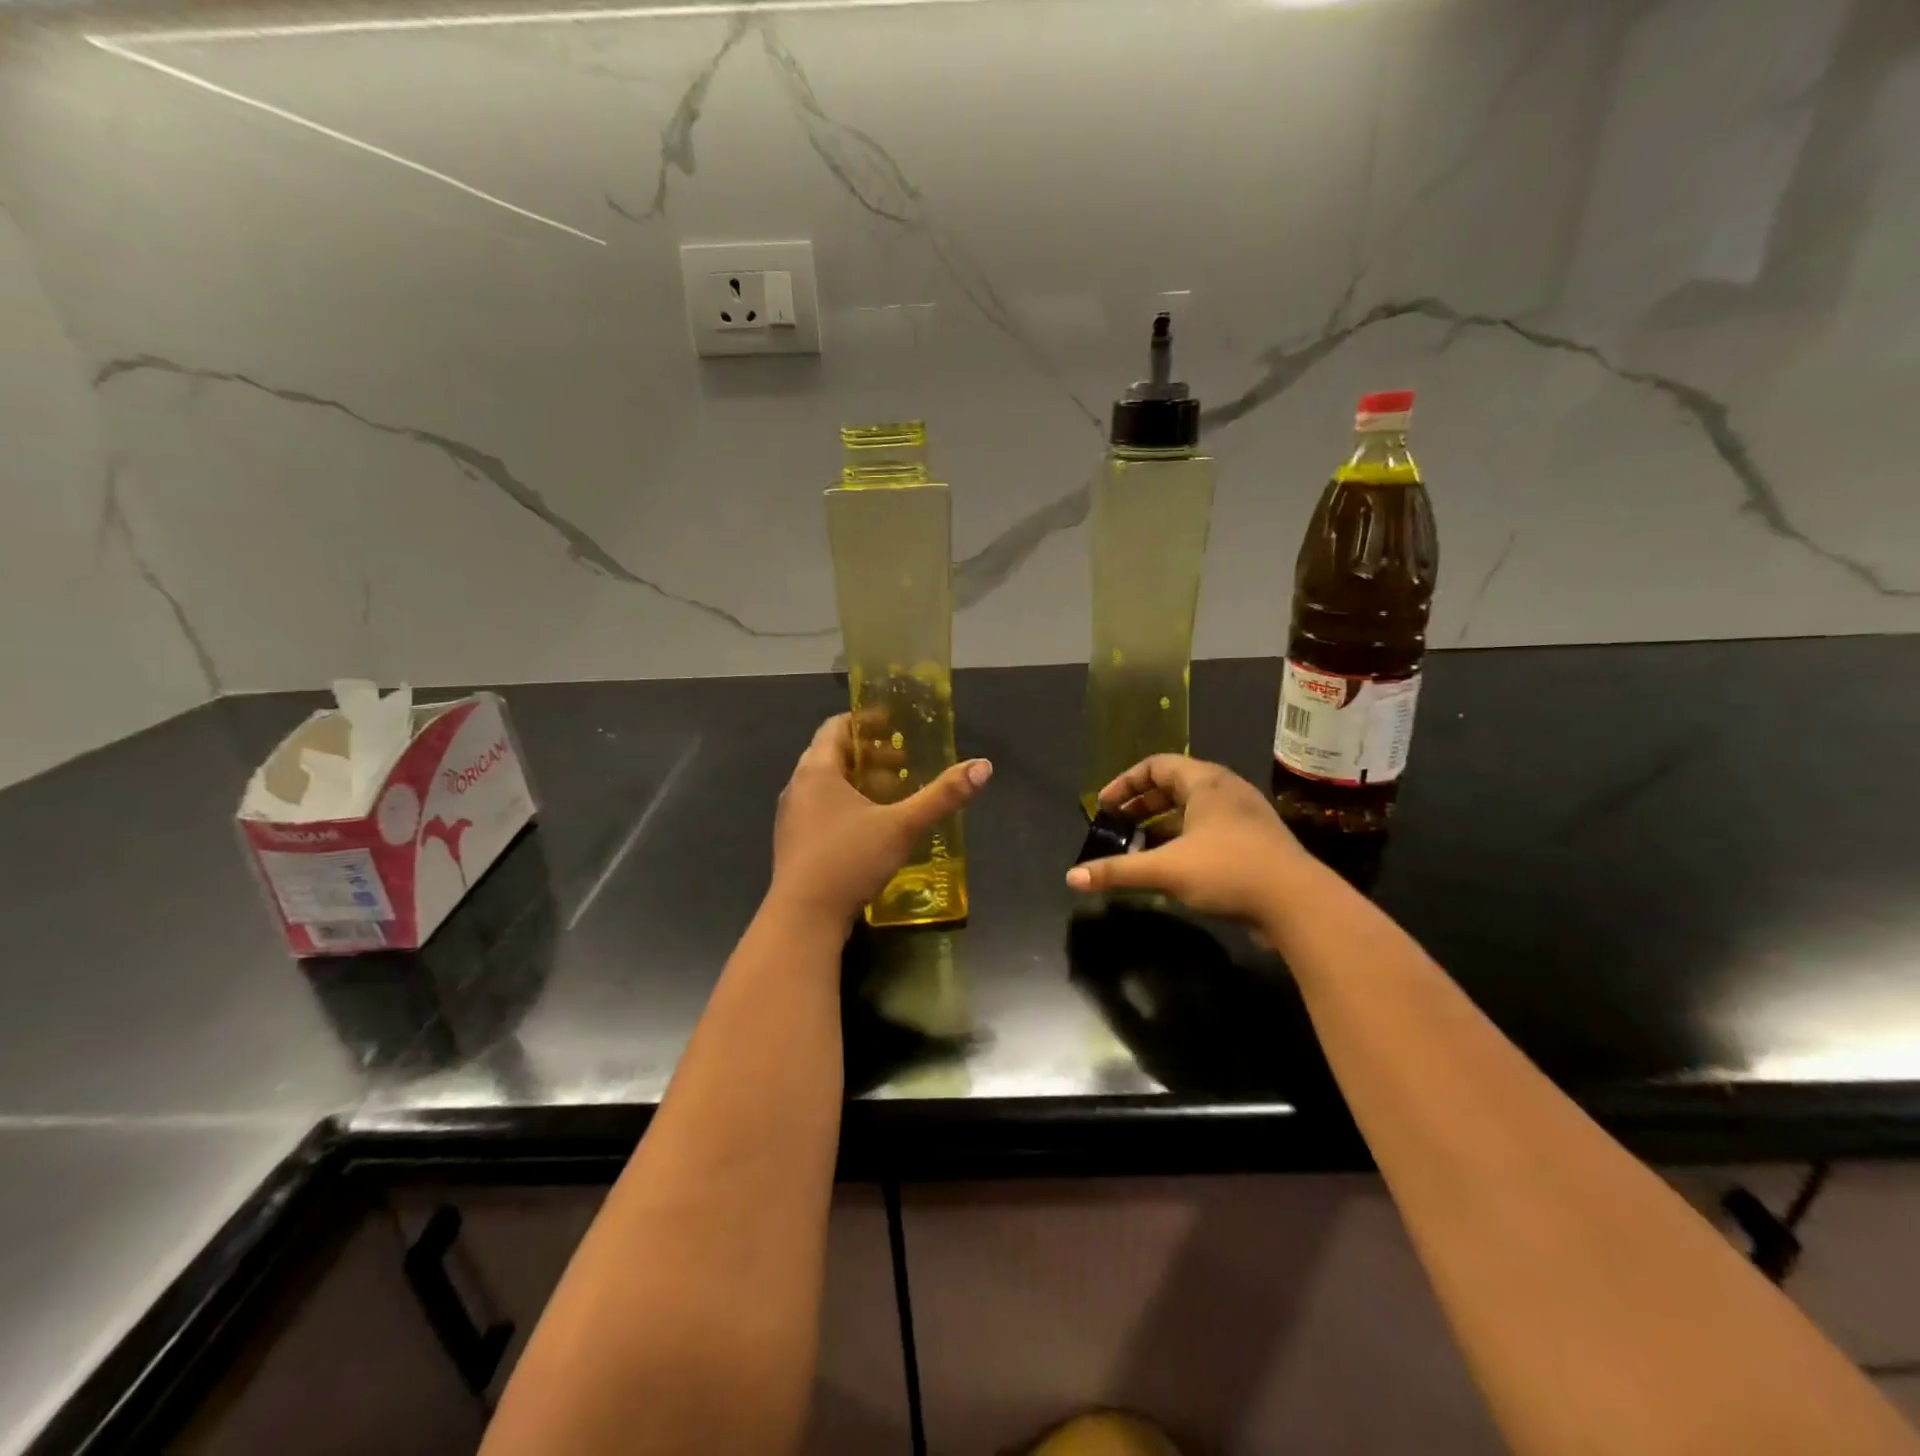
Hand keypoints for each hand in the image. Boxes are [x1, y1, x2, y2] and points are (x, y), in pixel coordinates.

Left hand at [769, 714, 991, 926]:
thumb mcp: (902, 826)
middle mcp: (798, 787)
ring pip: (827, 786)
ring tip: (893, 796)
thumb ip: (942, 796)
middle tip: (903, 764)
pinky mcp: (794, 844)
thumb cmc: (849, 860)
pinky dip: (847, 806)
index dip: (865, 721)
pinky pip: (822, 811)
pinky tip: (872, 829)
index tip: (893, 724)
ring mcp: (792, 818)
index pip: (836, 728)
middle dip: (870, 756)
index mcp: (816, 771)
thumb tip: (983, 766)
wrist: (803, 919)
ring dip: (860, 783)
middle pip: (833, 756)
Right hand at [1065, 755, 1311, 926]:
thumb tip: (1072, 877)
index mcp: (1205, 782)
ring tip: (1141, 846)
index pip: (1156, 765)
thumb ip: (1118, 871)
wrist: (1299, 904)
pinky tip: (1174, 865)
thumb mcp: (1166, 869)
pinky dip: (1184, 838)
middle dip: (1141, 805)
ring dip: (1162, 824)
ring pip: (1193, 809)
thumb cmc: (1228, 871)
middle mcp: (1226, 790)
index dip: (1125, 784)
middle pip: (1174, 785)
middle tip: (1118, 825)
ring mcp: (1245, 816)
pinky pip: (1210, 828)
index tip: (1104, 807)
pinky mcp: (1256, 842)